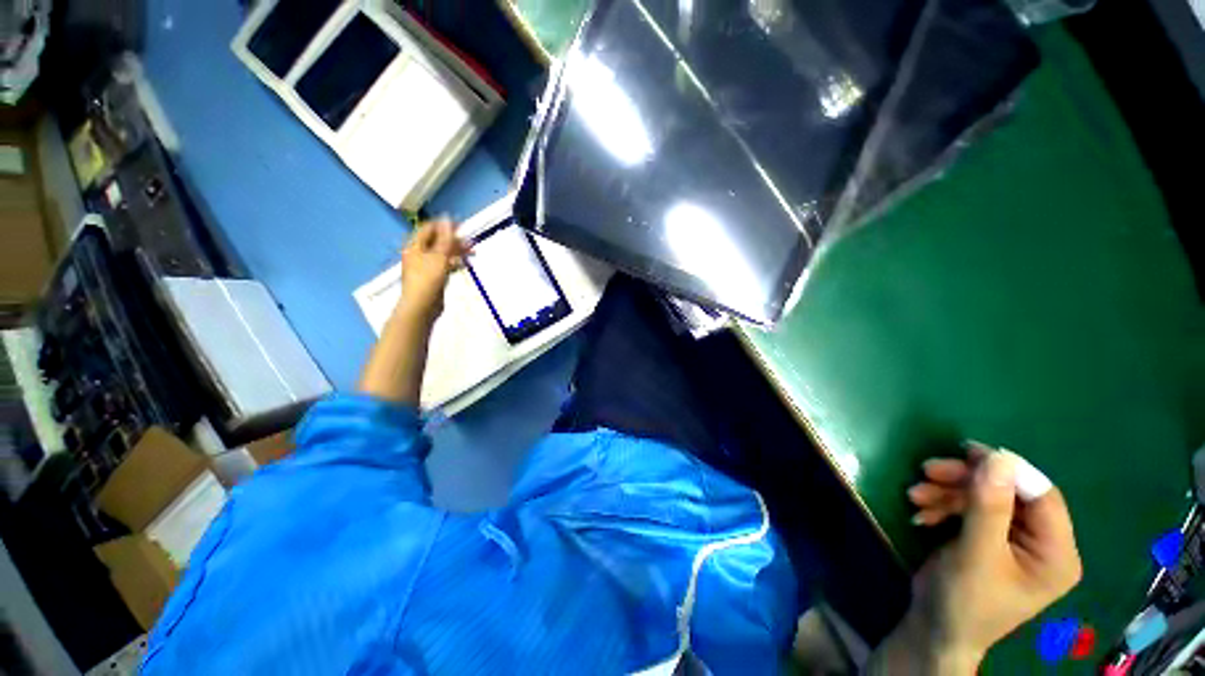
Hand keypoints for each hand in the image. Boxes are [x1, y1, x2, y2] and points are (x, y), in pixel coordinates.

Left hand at [398, 220, 470, 322]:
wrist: (421, 307)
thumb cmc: (428, 280)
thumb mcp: (439, 257)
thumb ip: (445, 239)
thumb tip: (448, 221)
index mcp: (415, 246)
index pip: (430, 228)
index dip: (445, 225)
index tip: (463, 227)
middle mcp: (418, 253)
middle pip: (437, 241)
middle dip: (455, 240)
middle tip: (471, 243)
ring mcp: (425, 266)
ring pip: (443, 253)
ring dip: (457, 252)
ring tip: (472, 254)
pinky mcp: (432, 277)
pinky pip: (444, 265)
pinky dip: (454, 263)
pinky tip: (464, 265)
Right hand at [897, 445, 1081, 671]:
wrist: (935, 629)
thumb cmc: (965, 600)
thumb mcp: (976, 554)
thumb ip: (989, 507)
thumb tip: (997, 458)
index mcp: (1056, 552)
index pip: (1042, 496)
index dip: (1008, 471)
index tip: (965, 451)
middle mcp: (1041, 543)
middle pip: (1009, 493)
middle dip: (966, 481)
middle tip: (928, 470)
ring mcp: (1013, 541)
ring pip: (985, 498)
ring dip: (948, 492)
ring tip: (914, 495)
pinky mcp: (988, 540)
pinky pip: (969, 509)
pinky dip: (943, 506)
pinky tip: (921, 513)